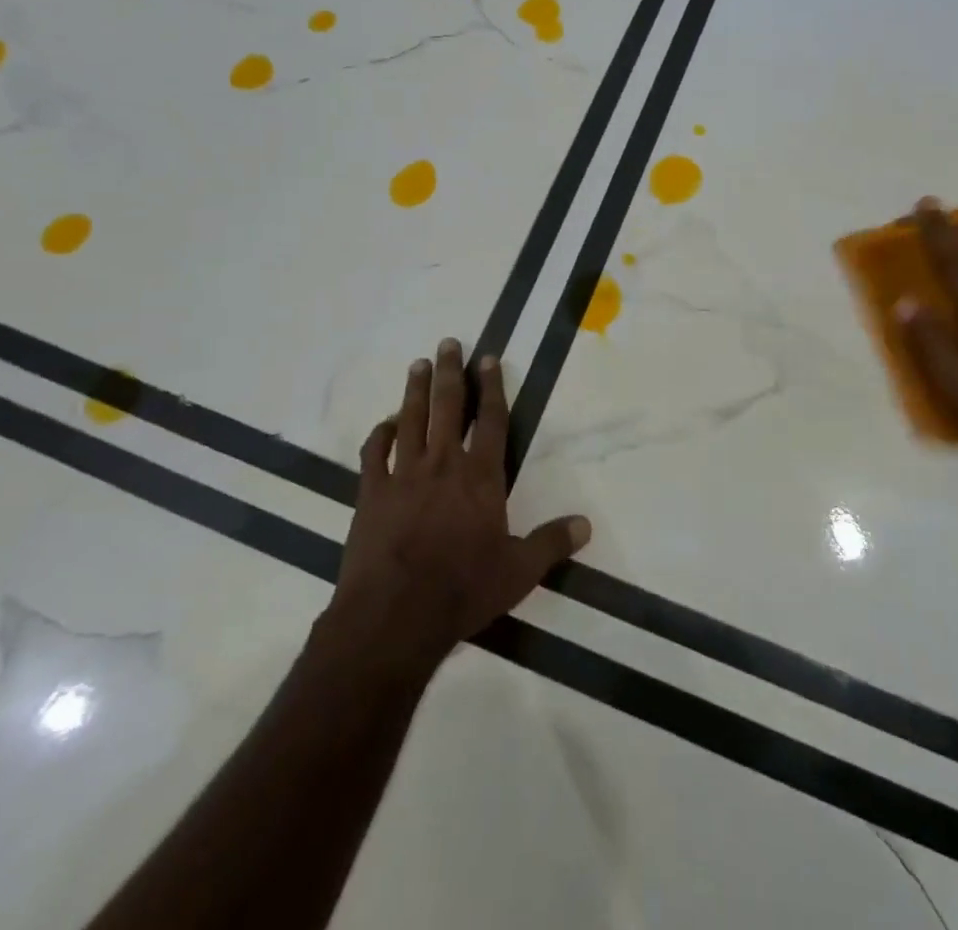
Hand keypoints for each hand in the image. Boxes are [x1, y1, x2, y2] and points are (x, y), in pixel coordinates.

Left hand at [325, 339, 591, 675]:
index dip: (491, 387)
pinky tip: (385, 424)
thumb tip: (586, 525)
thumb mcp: (519, 571)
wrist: (394, 615)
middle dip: (449, 372)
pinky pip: (374, 454)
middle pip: (447, 406)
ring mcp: (403, 476)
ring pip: (410, 420)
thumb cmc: (463, 589)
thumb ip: (552, 543)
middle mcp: (443, 464)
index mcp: (480, 477)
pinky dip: (380, 434)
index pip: (490, 420)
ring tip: (418, 364)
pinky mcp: (371, 494)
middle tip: (447, 342)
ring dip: (414, 390)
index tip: (487, 358)